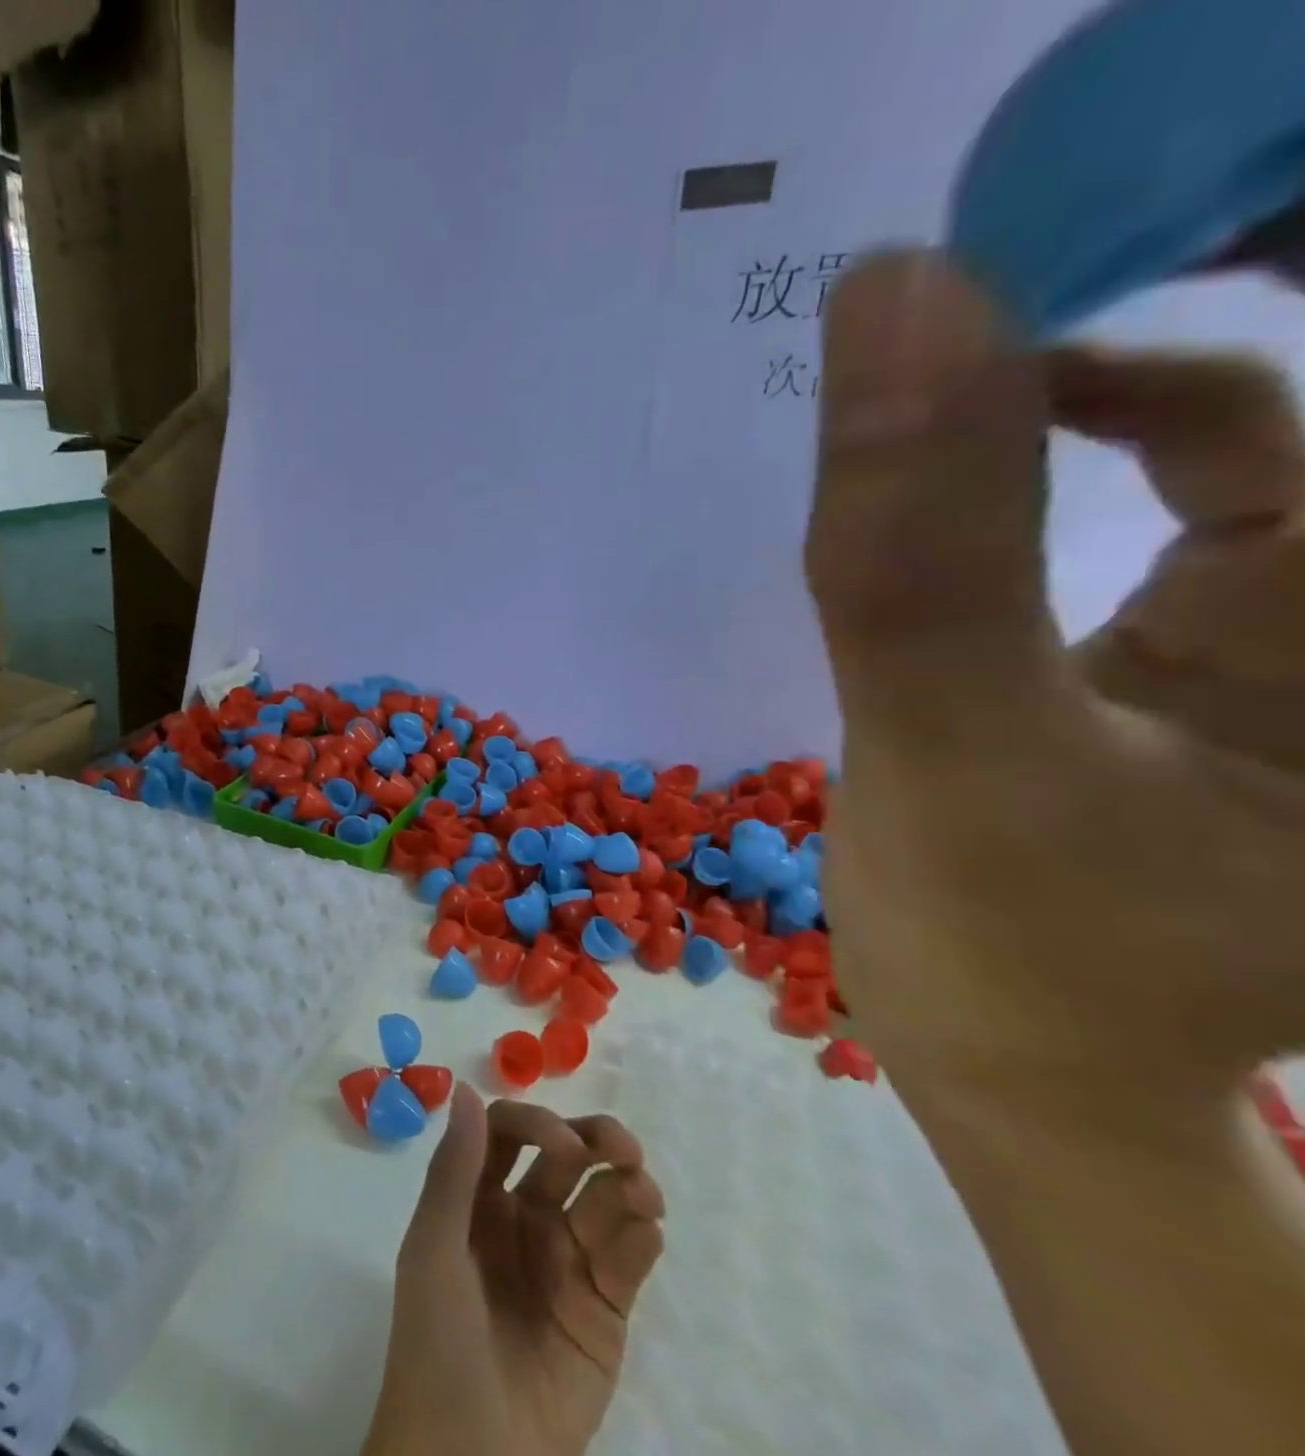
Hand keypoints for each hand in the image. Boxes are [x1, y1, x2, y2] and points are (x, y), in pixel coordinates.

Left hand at [362, 1086, 663, 1455]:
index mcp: (479, 1198)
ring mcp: (566, 1262)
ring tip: (643, 1192)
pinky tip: (646, 1229)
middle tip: (624, 1148)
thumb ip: (454, 1170)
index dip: (538, 1124)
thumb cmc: (437, 1343)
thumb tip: (467, 1088)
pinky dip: (643, 1234)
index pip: (512, 1133)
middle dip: (597, 1139)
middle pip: (567, 1156)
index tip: (564, 1142)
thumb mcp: (433, 1248)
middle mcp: (525, 1218)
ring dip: (629, 1181)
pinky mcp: (603, 1310)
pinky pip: (628, 1257)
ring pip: (604, 1199)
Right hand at [807, 250, 1304, 1104]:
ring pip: (1227, 407)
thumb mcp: (963, 753)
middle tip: (1017, 208)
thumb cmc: (1008, 951)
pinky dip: (1051, 436)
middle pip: (1297, 356)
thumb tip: (891, 301)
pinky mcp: (1191, 626)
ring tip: (968, 306)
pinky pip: (1147, 483)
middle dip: (1167, 254)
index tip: (1071, 168)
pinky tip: (970, 434)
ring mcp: (1293, 602)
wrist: (1010, 1057)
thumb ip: (922, 551)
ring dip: (1096, 338)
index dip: (1234, 212)